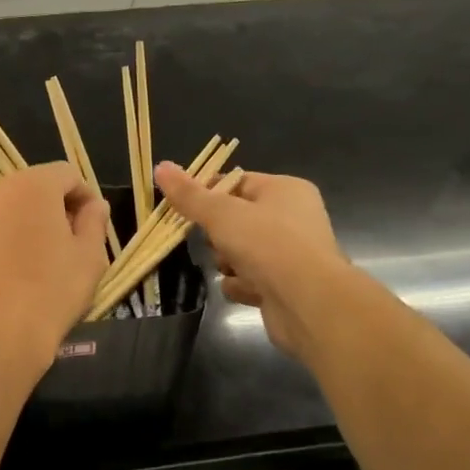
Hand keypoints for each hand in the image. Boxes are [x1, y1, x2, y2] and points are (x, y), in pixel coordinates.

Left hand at [0, 163, 110, 368]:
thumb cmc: (50, 293)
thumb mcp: (90, 258)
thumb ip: (94, 221)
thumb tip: (93, 205)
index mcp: (32, 186)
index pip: (65, 174)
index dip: (83, 197)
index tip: (91, 226)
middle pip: (29, 189)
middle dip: (49, 209)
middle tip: (64, 245)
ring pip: (0, 211)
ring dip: (18, 226)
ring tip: (31, 263)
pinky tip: (2, 279)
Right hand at [155, 163, 353, 357]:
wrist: (309, 303)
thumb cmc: (267, 244)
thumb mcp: (221, 213)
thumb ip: (189, 194)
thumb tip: (161, 167)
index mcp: (285, 190)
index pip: (237, 181)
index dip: (208, 192)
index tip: (182, 206)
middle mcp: (293, 219)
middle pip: (236, 219)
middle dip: (218, 234)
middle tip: (212, 240)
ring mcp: (291, 255)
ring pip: (240, 251)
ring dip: (228, 262)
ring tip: (230, 268)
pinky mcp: (286, 286)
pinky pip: (250, 280)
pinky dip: (242, 285)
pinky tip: (244, 289)